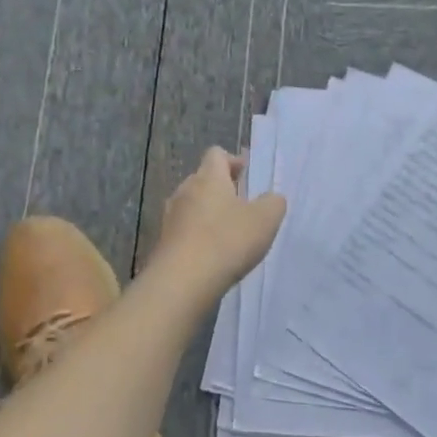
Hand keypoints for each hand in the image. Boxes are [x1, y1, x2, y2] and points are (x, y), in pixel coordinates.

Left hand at [150, 146, 286, 296]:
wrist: (182, 281)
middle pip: (202, 179)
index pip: (216, 154)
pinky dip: (198, 235)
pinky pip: (184, 229)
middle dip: (221, 188)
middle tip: (241, 205)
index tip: (246, 175)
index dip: (232, 161)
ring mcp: (170, 217)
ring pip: (192, 205)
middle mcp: (185, 190)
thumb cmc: (227, 241)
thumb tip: (271, 198)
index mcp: (209, 178)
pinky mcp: (163, 242)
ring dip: (208, 213)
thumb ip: (273, 203)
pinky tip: (212, 253)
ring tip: (228, 232)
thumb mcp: (265, 220)